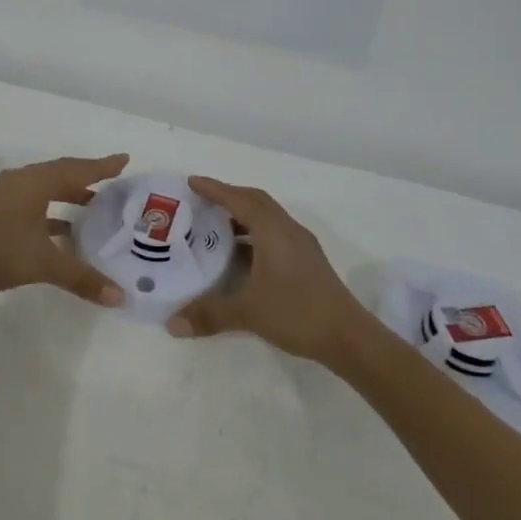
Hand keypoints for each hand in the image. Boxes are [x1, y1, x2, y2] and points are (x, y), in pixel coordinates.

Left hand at [0, 154, 129, 304]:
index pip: (78, 169)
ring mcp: (5, 195)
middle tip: (112, 183)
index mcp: (37, 182)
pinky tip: (61, 233)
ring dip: (68, 197)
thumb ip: (81, 277)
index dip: (103, 166)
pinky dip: (50, 212)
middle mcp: (22, 181)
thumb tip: (119, 296)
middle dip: (87, 178)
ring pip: (45, 189)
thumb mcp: (44, 264)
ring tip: (92, 210)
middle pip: (61, 174)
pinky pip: (32, 203)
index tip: (125, 160)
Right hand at [164, 176, 372, 362]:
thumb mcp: (248, 313)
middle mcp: (288, 230)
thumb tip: (172, 323)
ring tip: (217, 228)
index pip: (239, 199)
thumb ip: (209, 314)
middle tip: (202, 201)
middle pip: (256, 201)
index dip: (215, 189)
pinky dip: (255, 234)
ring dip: (243, 216)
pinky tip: (242, 256)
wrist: (348, 336)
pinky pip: (275, 234)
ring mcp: (301, 245)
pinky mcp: (308, 260)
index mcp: (273, 231)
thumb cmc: (296, 313)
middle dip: (229, 196)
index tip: (192, 182)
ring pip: (268, 218)